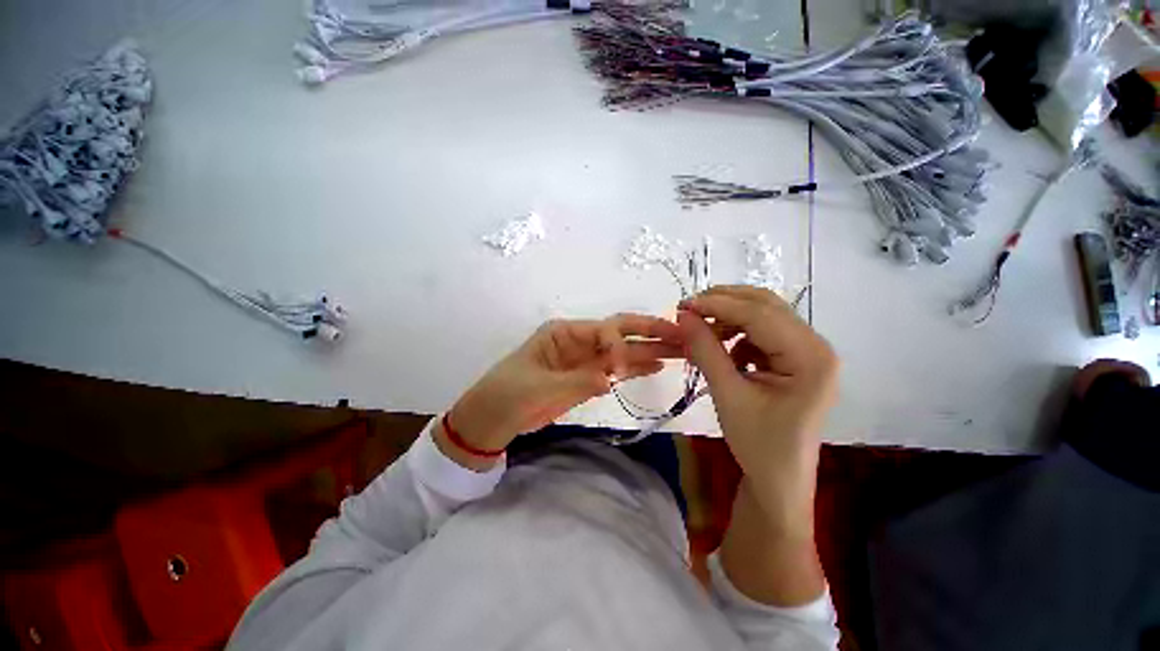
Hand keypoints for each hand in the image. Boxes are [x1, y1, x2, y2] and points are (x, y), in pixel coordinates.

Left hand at [440, 314, 682, 469]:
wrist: (493, 419)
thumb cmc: (507, 394)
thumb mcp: (538, 385)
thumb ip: (576, 381)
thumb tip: (609, 378)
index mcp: (564, 333)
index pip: (604, 329)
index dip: (618, 344)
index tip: (619, 368)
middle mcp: (579, 341)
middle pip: (620, 333)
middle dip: (650, 333)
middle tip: (682, 334)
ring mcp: (585, 361)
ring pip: (623, 352)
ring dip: (650, 351)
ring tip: (681, 350)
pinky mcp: (587, 379)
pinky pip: (616, 371)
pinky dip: (635, 368)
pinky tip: (656, 366)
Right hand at [677, 285, 837, 533]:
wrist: (778, 481)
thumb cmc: (757, 444)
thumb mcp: (727, 394)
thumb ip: (705, 350)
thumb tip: (683, 315)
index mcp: (811, 357)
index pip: (759, 314)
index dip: (717, 304)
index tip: (682, 305)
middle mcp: (816, 346)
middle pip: (766, 306)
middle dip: (724, 303)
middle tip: (689, 309)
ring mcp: (808, 352)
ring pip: (763, 316)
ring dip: (729, 318)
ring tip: (700, 331)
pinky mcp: (795, 360)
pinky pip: (762, 333)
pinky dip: (737, 334)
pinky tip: (721, 348)